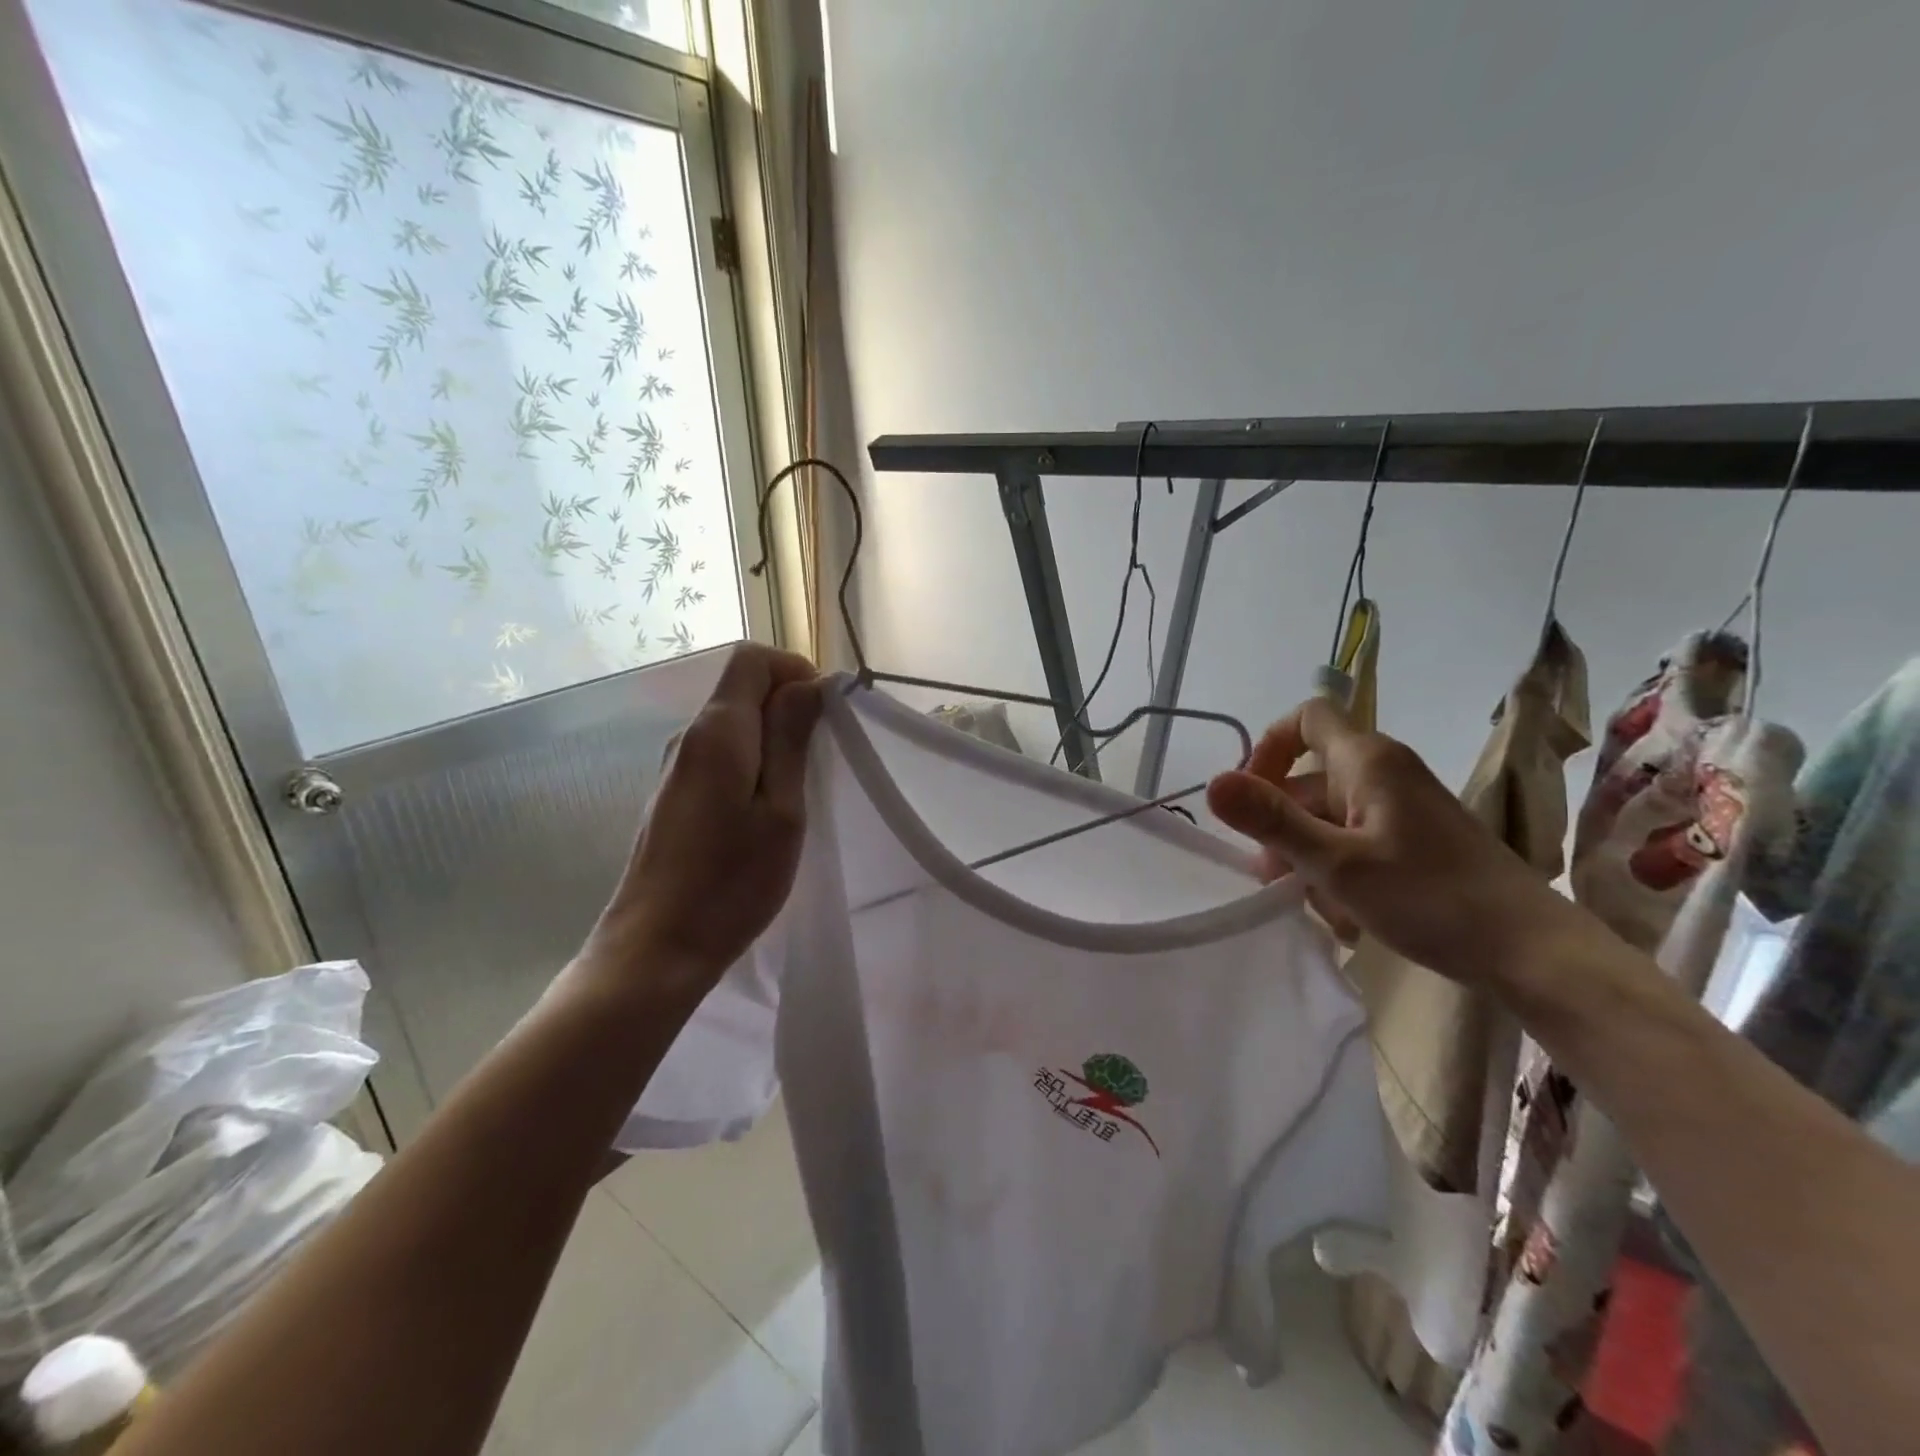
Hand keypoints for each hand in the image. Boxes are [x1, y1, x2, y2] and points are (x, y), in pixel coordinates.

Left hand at [585, 644, 822, 994]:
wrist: (657, 948)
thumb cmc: (731, 882)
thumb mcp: (781, 810)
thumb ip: (791, 739)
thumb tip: (806, 684)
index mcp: (717, 731)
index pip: (751, 659)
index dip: (794, 670)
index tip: (825, 713)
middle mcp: (688, 737)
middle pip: (740, 689)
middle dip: (787, 706)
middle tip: (821, 758)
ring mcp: (675, 768)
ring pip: (732, 725)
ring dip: (771, 738)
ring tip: (799, 789)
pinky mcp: (672, 796)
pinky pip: (718, 756)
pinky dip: (750, 763)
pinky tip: (763, 811)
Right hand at [1205, 697, 1579, 992]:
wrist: (1532, 953)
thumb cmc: (1430, 898)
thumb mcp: (1336, 863)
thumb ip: (1272, 820)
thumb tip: (1211, 784)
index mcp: (1369, 761)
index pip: (1306, 717)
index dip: (1268, 746)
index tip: (1251, 796)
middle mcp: (1386, 773)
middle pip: (1311, 777)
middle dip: (1282, 823)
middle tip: (1272, 875)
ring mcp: (1404, 808)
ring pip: (1331, 816)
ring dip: (1308, 855)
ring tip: (1313, 905)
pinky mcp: (1417, 841)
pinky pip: (1357, 840)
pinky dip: (1339, 869)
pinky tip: (1345, 915)